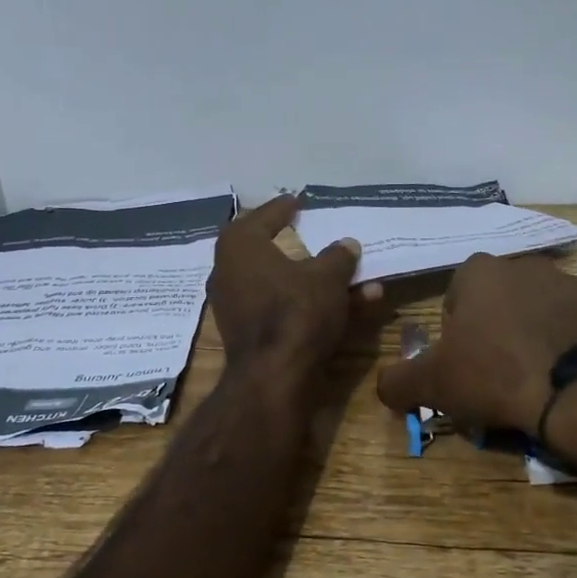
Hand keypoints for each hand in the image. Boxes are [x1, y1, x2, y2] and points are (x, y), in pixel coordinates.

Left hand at [209, 195, 383, 379]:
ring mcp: (235, 306)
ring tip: (348, 275)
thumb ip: (338, 256)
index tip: (296, 201)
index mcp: (239, 246)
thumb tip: (346, 244)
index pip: (261, 217)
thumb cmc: (296, 311)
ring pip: (280, 282)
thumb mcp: (327, 277)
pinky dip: (306, 303)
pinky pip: (280, 307)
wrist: (274, 377)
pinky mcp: (247, 334)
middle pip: (264, 249)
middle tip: (306, 230)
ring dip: (313, 279)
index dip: (281, 208)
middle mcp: (228, 272)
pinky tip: (344, 306)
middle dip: (293, 243)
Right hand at [375, 253, 576, 444]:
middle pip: (500, 298)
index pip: (457, 294)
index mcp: (481, 271)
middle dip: (496, 327)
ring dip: (535, 332)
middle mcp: (526, 266)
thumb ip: (398, 380)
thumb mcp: (433, 384)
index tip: (462, 362)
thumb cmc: (494, 375)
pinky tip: (566, 376)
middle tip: (496, 370)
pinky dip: (571, 345)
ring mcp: (572, 286)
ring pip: (541, 309)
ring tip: (534, 375)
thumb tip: (384, 384)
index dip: (456, 330)